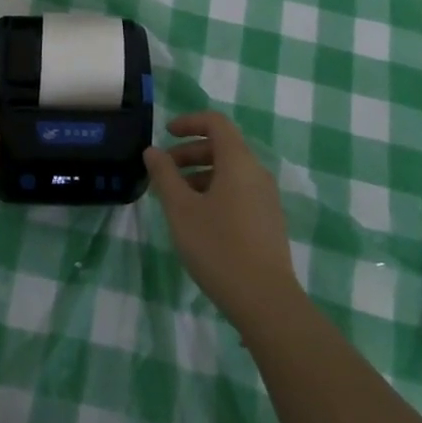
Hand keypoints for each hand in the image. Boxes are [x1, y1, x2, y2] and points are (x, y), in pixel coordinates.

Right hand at [144, 111, 301, 326]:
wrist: (266, 301)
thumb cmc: (218, 247)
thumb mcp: (181, 209)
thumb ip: (165, 175)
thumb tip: (153, 151)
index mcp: (238, 161)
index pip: (216, 123)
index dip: (189, 122)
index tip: (166, 133)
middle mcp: (256, 172)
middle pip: (222, 146)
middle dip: (190, 152)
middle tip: (164, 171)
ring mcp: (266, 198)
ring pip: (230, 171)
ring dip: (200, 174)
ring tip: (176, 199)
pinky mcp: (268, 220)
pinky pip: (239, 191)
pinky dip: (215, 191)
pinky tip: (199, 219)